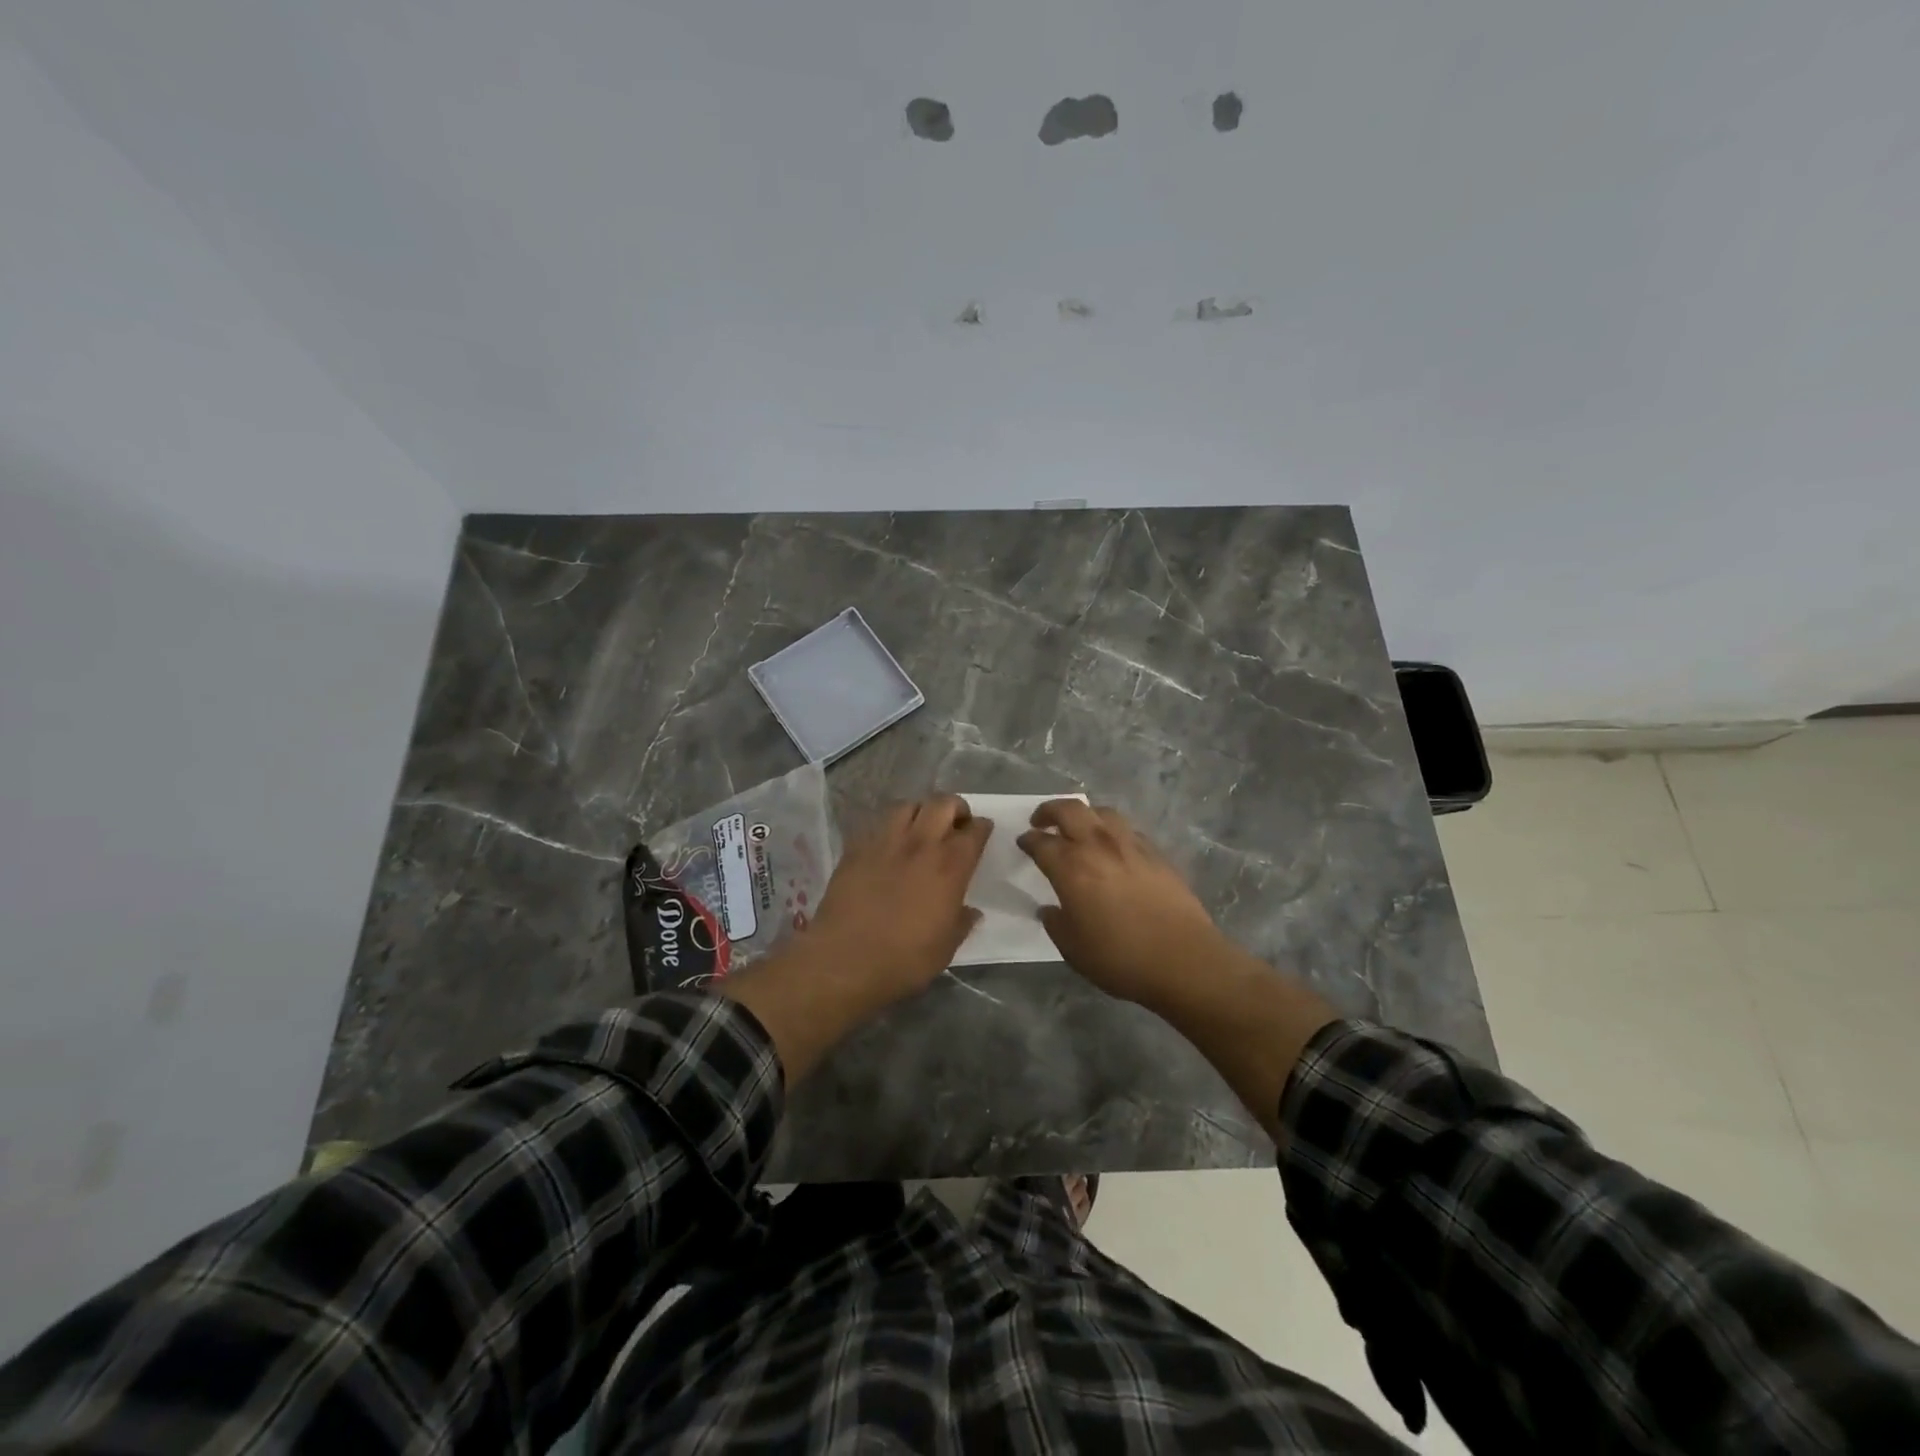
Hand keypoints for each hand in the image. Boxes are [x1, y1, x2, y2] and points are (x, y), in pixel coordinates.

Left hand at [807, 795, 991, 1003]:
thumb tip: (971, 912)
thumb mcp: (945, 947)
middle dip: (955, 807)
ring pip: (907, 805)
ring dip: (920, 811)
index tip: (982, 830)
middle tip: (956, 823)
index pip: (974, 831)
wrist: (844, 959)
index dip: (982, 827)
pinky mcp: (856, 848)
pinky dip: (889, 828)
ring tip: (921, 827)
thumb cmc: (903, 958)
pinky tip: (889, 845)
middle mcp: (920, 844)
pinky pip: (877, 825)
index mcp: (950, 867)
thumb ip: (961, 923)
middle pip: (942, 803)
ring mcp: (885, 842)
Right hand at [1020, 799, 1337, 1140]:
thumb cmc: (1121, 959)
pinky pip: (1127, 829)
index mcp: (1071, 867)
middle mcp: (1098, 846)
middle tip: (1041, 821)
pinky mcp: (1156, 853)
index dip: (1028, 840)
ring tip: (1079, 828)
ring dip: (1084, 814)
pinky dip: (1111, 830)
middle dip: (1049, 811)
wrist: (1184, 960)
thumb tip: (1050, 909)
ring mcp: (1130, 845)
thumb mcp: (1073, 949)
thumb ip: (1056, 923)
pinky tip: (1112, 847)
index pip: (1041, 843)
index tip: (1023, 843)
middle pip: (1069, 810)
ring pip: (1102, 811)